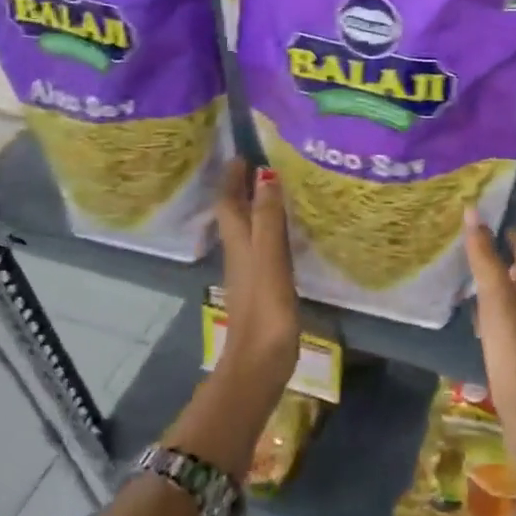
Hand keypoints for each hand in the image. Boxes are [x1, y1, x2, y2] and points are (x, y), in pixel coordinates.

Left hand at [213, 159, 300, 385]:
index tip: (241, 154)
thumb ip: (268, 217)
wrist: (260, 362)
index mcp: (238, 243)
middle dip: (242, 189)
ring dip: (256, 209)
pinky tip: (287, 235)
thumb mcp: (269, 256)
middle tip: (261, 166)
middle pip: (235, 215)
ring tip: (277, 192)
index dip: (232, 178)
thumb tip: (264, 174)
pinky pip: (264, 248)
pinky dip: (270, 232)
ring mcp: (250, 273)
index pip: (228, 202)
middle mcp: (239, 254)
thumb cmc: (265, 307)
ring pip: (248, 231)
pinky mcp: (263, 289)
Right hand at [463, 192, 515, 503]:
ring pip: (514, 283)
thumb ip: (484, 255)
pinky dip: (489, 295)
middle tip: (497, 217)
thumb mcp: (497, 295)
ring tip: (480, 250)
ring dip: (501, 263)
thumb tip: (472, 211)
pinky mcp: (512, 343)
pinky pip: (500, 307)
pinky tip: (473, 300)